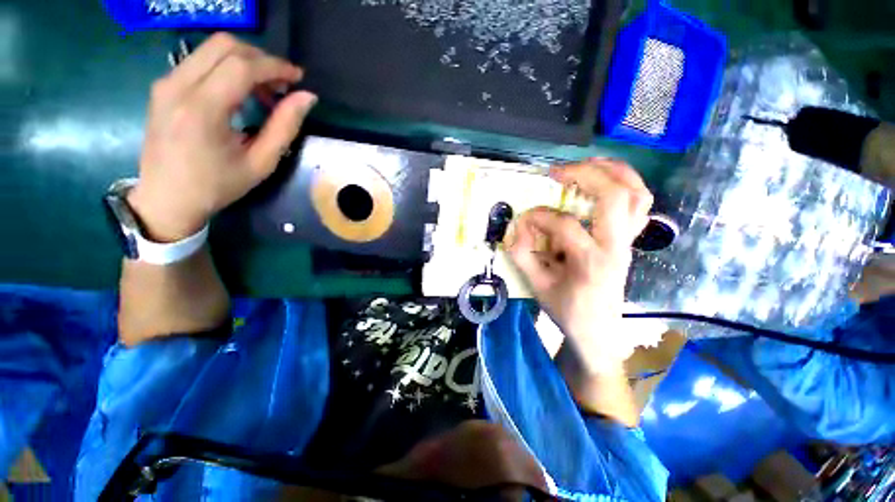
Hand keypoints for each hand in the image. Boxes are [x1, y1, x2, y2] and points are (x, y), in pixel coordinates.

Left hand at [128, 33, 317, 241]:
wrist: (166, 198)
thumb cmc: (217, 186)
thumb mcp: (260, 163)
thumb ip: (285, 127)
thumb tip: (307, 98)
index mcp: (202, 109)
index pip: (242, 66)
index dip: (276, 67)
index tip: (298, 78)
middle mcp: (178, 86)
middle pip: (225, 45)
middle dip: (261, 59)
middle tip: (282, 84)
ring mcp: (166, 82)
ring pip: (211, 48)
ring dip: (245, 61)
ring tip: (264, 90)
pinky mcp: (164, 86)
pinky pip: (200, 60)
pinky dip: (227, 67)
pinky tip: (241, 91)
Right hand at [507, 159, 652, 369]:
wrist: (598, 330)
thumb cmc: (567, 310)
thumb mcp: (537, 286)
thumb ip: (522, 255)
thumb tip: (516, 228)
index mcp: (591, 261)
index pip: (564, 225)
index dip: (537, 217)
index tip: (522, 221)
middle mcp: (616, 246)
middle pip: (613, 196)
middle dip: (583, 175)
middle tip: (556, 172)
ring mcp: (628, 241)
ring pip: (636, 194)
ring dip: (612, 171)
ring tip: (585, 163)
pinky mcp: (630, 240)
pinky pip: (640, 204)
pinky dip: (626, 184)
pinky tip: (606, 179)